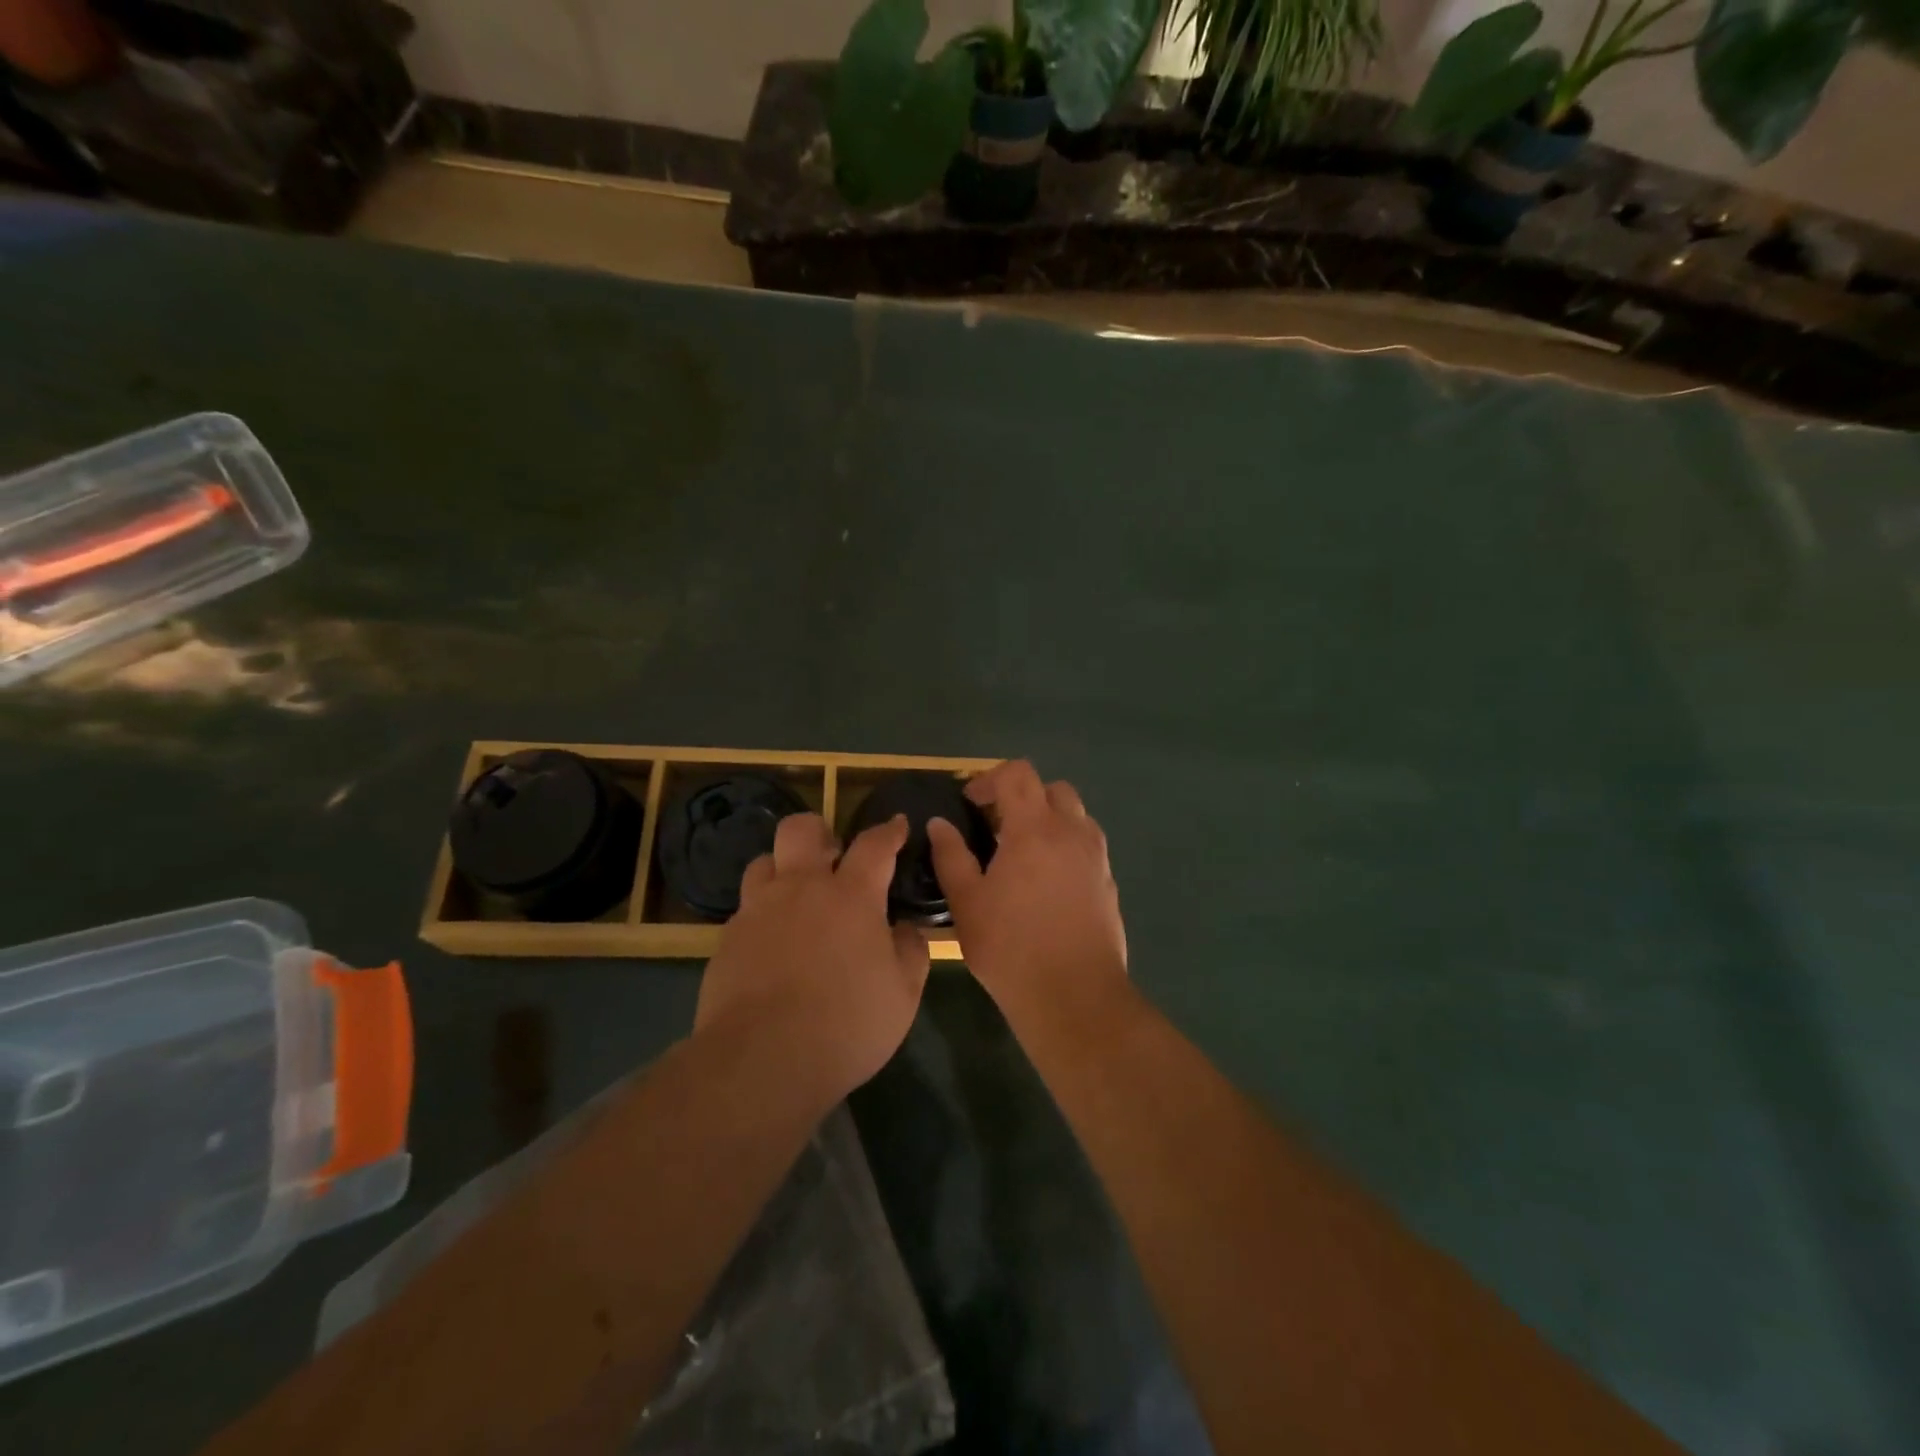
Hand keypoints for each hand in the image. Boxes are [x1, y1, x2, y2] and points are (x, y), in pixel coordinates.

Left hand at [696, 812, 928, 1100]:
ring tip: (796, 897)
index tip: (897, 825)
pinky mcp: (727, 939)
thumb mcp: (902, 994)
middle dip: (819, 831)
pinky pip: (746, 909)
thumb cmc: (846, 1024)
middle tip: (832, 855)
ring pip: (763, 862)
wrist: (762, 1060)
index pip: (874, 845)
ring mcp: (758, 911)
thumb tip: (904, 928)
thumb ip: (910, 951)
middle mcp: (801, 888)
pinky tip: (772, 944)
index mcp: (851, 895)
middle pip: (801, 830)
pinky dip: (763, 915)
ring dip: (783, 869)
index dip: (889, 831)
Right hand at [927, 760, 1127, 1021]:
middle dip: (1022, 796)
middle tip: (997, 825)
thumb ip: (951, 856)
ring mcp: (1096, 856)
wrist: (1075, 995)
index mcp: (1034, 828)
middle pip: (1052, 788)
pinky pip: (1087, 844)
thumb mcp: (967, 903)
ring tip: (1023, 852)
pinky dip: (1066, 845)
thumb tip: (939, 824)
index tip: (970, 804)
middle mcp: (1072, 832)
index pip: (1018, 774)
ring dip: (1048, 819)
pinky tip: (1047, 881)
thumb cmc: (1011, 948)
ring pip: (1075, 815)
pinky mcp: (1109, 881)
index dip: (990, 779)